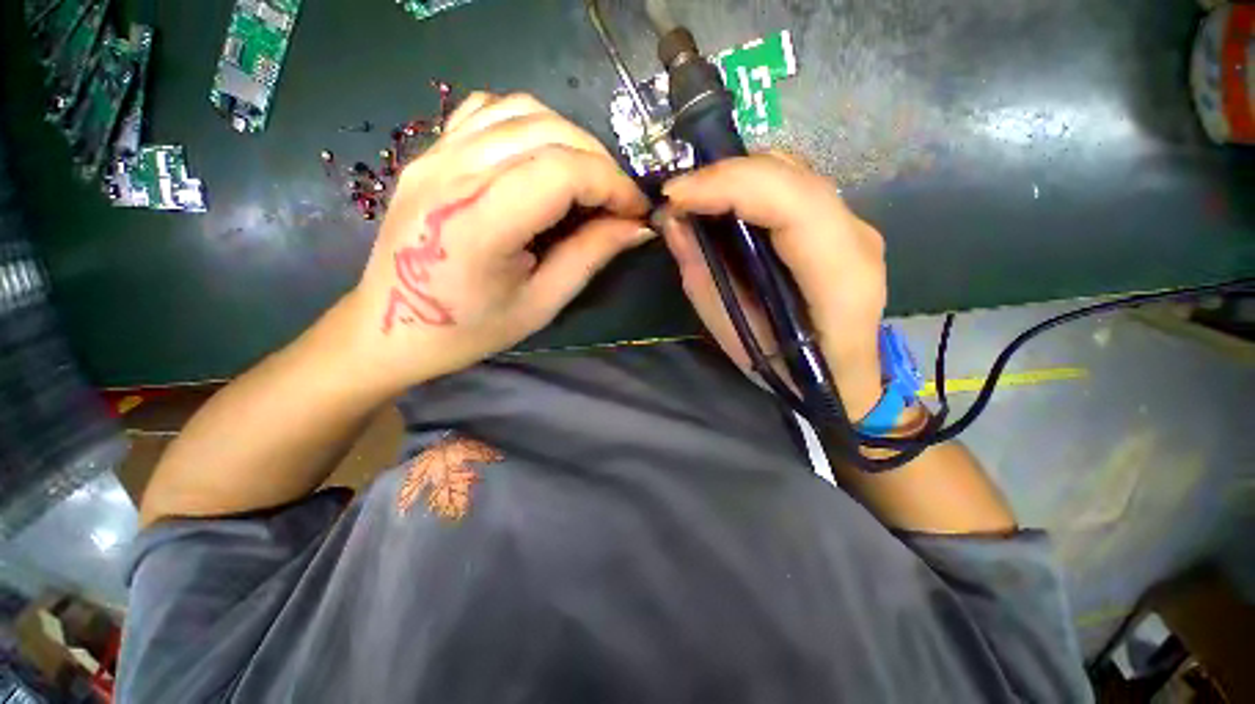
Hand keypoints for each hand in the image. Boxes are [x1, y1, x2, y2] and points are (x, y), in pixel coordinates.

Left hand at [340, 93, 652, 392]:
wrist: (393, 327)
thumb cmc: (469, 329)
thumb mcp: (541, 303)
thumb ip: (590, 256)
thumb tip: (636, 226)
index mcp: (479, 223)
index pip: (562, 171)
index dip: (612, 184)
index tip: (636, 211)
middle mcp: (453, 173)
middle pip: (548, 132)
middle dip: (599, 163)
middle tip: (617, 202)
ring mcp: (435, 154)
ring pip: (522, 110)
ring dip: (570, 140)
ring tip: (587, 181)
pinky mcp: (430, 152)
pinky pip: (489, 112)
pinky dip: (530, 124)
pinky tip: (542, 158)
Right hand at [660, 153, 885, 418]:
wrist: (841, 378)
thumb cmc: (788, 370)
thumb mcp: (734, 333)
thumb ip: (703, 276)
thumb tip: (674, 222)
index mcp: (840, 278)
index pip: (792, 203)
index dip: (729, 187)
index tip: (675, 197)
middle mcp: (857, 239)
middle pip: (792, 176)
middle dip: (725, 176)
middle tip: (678, 196)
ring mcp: (855, 226)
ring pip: (793, 173)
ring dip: (736, 177)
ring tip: (694, 198)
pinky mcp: (840, 225)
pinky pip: (792, 187)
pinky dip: (751, 186)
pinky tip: (723, 203)